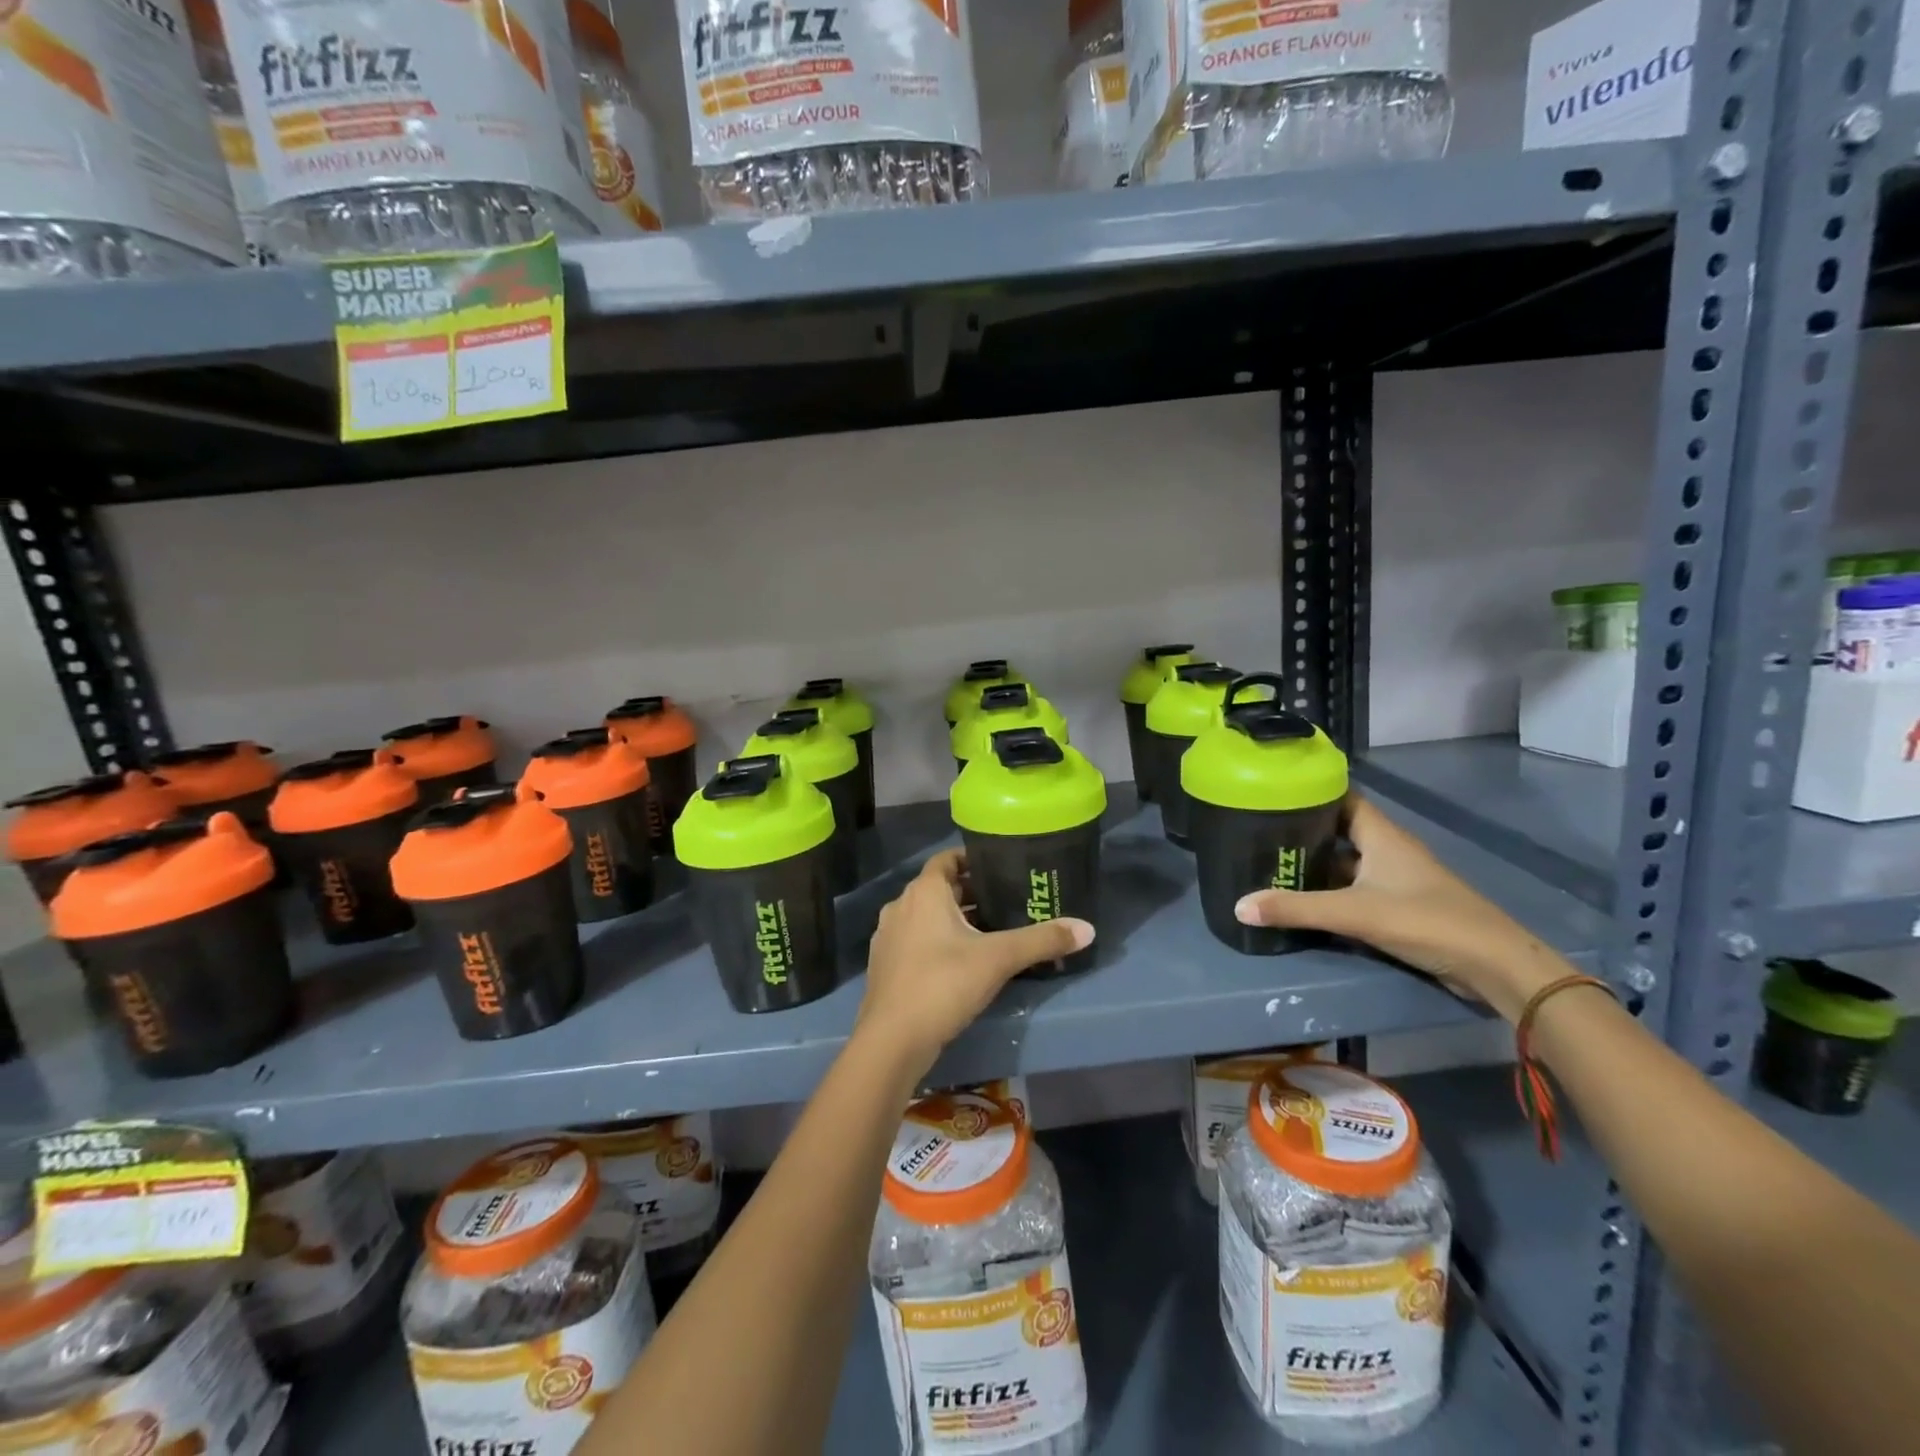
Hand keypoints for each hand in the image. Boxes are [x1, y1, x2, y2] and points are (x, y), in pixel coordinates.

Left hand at [858, 849, 1093, 1073]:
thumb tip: (1088, 928)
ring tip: (991, 932)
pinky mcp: (885, 965)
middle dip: (972, 892)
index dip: (973, 858)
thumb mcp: (998, 959)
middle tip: (1008, 901)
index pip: (948, 859)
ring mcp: (889, 937)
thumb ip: (1042, 941)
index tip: (1002, 866)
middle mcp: (901, 906)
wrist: (891, 1041)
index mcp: (924, 892)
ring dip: (955, 919)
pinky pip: (916, 940)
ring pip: (927, 916)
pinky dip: (938, 941)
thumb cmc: (943, 985)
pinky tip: (963, 963)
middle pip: (940, 888)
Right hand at [1232, 795, 1559, 1021]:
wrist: (1495, 966)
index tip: (1270, 791)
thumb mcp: (1354, 913)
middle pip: (1338, 830)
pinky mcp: (1399, 906)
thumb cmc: (1426, 921)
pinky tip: (1303, 900)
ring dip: (1314, 864)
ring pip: (1345, 862)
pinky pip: (1354, 889)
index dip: (1308, 791)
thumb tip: (1239, 905)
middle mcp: (1387, 849)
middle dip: (1301, 831)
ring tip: (1270, 864)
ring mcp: (1395, 879)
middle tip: (1257, 832)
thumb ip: (1296, 909)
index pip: (1340, 797)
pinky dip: (1329, 891)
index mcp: (1380, 834)